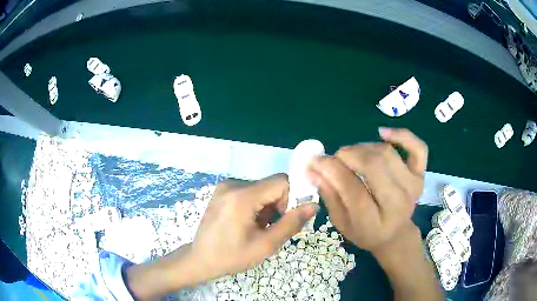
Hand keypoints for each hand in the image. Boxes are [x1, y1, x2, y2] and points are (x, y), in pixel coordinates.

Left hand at [189, 174, 318, 279]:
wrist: (200, 259)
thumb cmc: (231, 257)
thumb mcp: (265, 245)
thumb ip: (291, 223)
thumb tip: (313, 205)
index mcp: (242, 197)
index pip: (281, 181)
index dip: (293, 197)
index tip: (290, 218)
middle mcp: (233, 184)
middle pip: (271, 185)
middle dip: (280, 205)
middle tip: (272, 228)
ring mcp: (226, 186)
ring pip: (262, 189)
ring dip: (268, 207)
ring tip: (258, 229)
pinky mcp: (223, 191)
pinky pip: (250, 192)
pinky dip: (257, 206)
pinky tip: (248, 223)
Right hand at [307, 127, 427, 252]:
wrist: (395, 234)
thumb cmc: (365, 232)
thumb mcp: (342, 222)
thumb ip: (329, 195)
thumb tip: (313, 169)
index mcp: (375, 222)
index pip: (352, 188)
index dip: (331, 169)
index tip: (315, 160)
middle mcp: (398, 203)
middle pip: (373, 165)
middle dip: (348, 155)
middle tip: (336, 159)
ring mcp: (413, 186)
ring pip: (386, 152)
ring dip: (364, 148)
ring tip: (353, 156)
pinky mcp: (421, 174)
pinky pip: (417, 148)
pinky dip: (402, 135)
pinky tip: (383, 133)